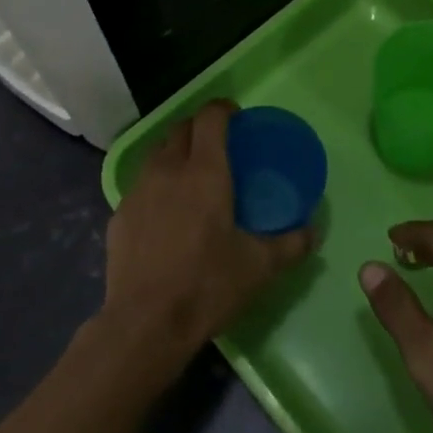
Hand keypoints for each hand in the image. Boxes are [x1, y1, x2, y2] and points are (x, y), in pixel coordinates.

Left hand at [99, 101, 315, 375]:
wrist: (145, 323)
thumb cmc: (207, 285)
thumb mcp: (259, 267)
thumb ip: (291, 244)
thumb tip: (314, 231)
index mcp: (205, 172)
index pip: (210, 117)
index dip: (224, 108)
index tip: (237, 117)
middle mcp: (168, 170)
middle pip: (181, 128)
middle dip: (200, 127)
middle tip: (219, 146)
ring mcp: (138, 191)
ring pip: (157, 154)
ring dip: (176, 153)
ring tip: (191, 176)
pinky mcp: (119, 214)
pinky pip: (141, 185)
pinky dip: (157, 186)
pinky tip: (166, 214)